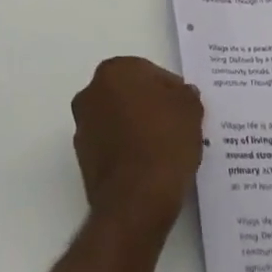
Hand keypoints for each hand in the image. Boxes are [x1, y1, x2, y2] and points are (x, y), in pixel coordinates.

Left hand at [71, 57, 203, 235]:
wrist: (136, 200)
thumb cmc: (164, 142)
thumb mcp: (190, 109)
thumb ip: (186, 94)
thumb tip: (182, 94)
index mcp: (114, 71)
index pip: (150, 73)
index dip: (172, 91)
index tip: (185, 109)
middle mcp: (90, 93)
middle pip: (130, 94)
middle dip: (150, 106)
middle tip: (176, 126)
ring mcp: (82, 127)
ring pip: (119, 119)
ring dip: (137, 128)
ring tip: (164, 149)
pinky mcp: (82, 159)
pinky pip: (112, 145)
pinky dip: (127, 150)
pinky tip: (148, 165)